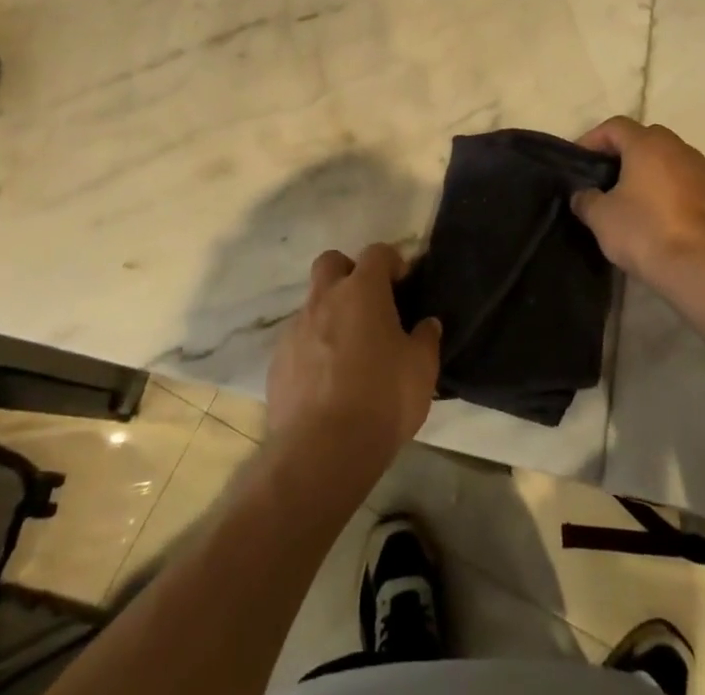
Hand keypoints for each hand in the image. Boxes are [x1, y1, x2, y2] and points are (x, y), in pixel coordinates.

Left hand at [267, 244, 441, 482]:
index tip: (402, 282)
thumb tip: (427, 324)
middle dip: (348, 272)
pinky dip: (312, 350)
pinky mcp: (277, 362)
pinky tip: (326, 382)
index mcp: (362, 291)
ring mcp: (296, 329)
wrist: (322, 451)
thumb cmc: (382, 399)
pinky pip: (297, 342)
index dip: (391, 261)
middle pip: (331, 262)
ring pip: (312, 304)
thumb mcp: (421, 369)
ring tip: (348, 353)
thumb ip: (426, 339)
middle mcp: (325, 299)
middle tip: (367, 303)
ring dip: (329, 316)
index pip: (376, 253)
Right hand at [572, 117, 704, 294]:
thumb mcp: (601, 217)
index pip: (615, 127)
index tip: (580, 161)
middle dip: (625, 153)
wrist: (703, 271)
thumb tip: (584, 195)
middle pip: (646, 138)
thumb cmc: (646, 233)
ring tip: (636, 199)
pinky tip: (664, 217)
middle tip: (607, 178)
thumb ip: (586, 198)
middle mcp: (679, 148)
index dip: (593, 139)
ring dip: (652, 171)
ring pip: (671, 160)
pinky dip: (674, 190)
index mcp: (648, 145)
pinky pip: (690, 182)